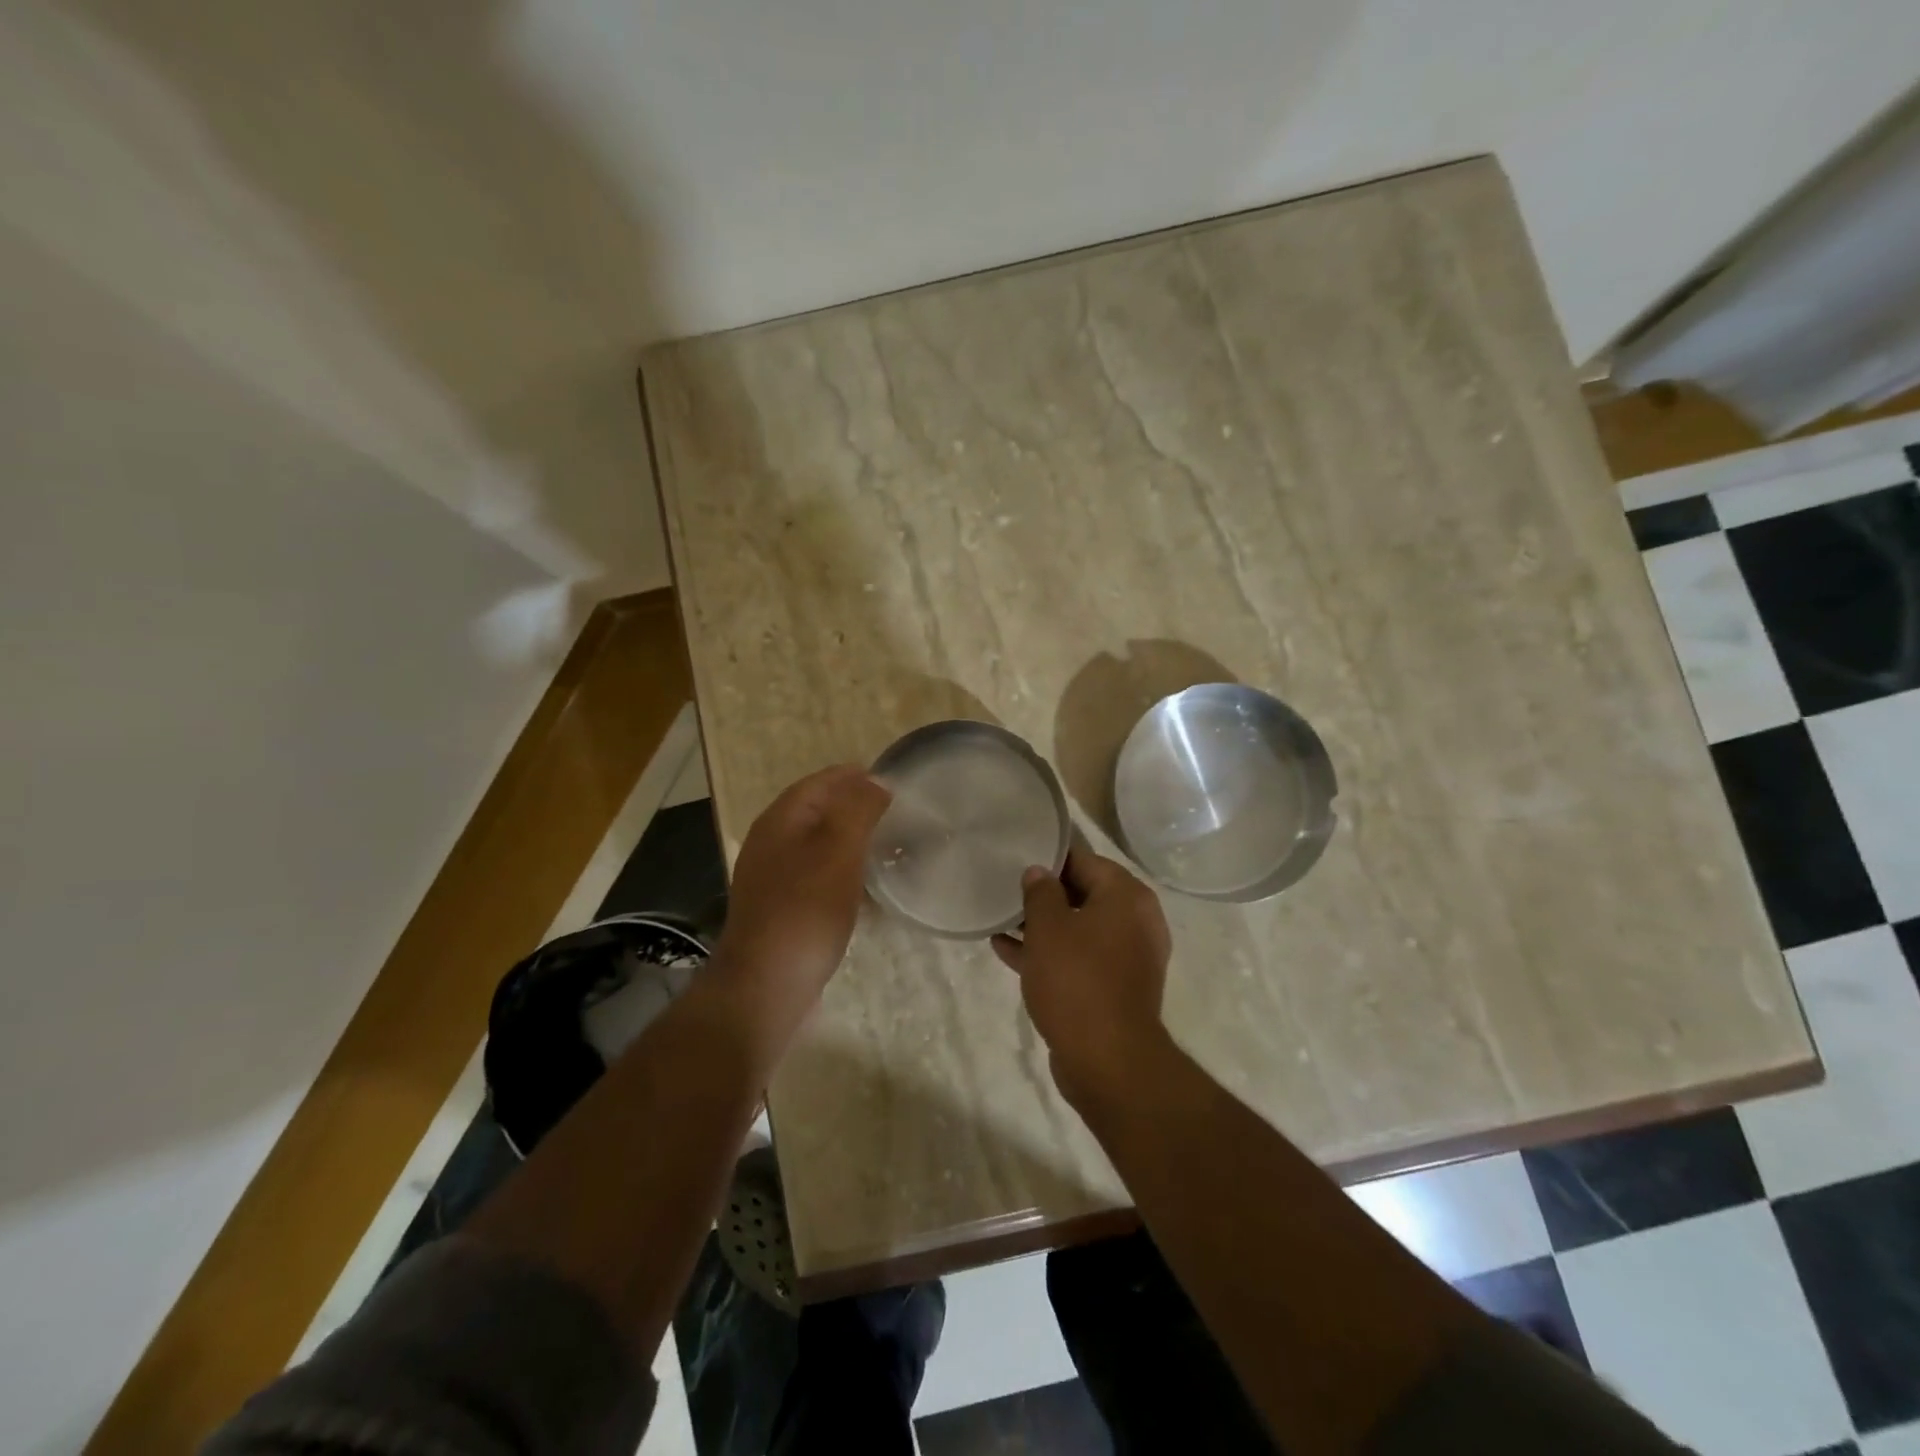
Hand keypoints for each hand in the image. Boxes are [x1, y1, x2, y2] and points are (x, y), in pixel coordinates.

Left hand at [717, 765, 890, 1006]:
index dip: (854, 777)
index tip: (892, 781)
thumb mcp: (838, 851)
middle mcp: (772, 844)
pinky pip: (820, 880)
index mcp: (780, 821)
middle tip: (897, 814)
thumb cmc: (805, 911)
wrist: (766, 987)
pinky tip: (869, 893)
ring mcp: (774, 880)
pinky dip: (846, 876)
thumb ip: (858, 809)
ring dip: (853, 844)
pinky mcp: (784, 911)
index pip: (820, 782)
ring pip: (820, 848)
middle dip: (856, 808)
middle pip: (818, 813)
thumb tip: (876, 781)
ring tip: (889, 849)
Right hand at [992, 846, 1172, 1105]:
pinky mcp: (1115, 987)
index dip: (1049, 858)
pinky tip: (1007, 951)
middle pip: (1083, 893)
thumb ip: (1040, 892)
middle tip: (1006, 889)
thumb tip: (1038, 872)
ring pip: (1079, 929)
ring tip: (1001, 920)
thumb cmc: (1077, 980)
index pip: (1084, 860)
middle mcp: (1136, 921)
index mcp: (1127, 897)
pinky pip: (1079, 958)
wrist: (1107, 1060)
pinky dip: (1050, 953)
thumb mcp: (1048, 928)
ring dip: (1043, 926)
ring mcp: (1128, 957)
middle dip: (1044, 894)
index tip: (1017, 859)